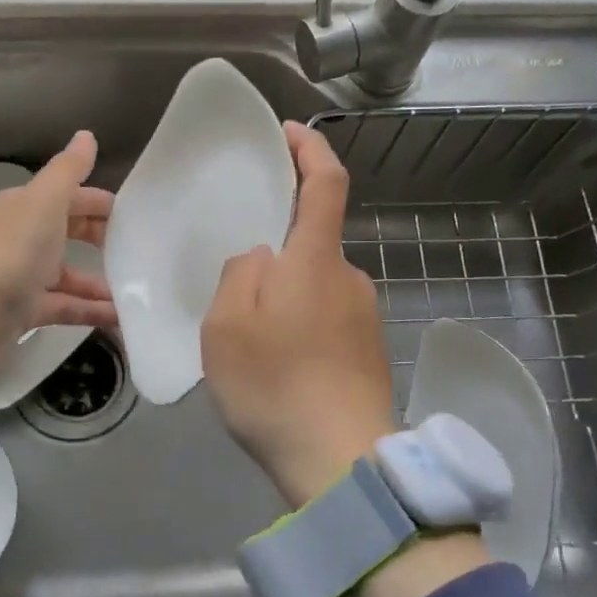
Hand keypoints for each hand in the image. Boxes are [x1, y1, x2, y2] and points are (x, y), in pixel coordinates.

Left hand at [0, 131, 116, 371]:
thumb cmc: (12, 253)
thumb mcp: (45, 202)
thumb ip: (69, 170)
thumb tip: (87, 135)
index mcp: (23, 208)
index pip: (67, 197)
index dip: (99, 202)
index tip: (134, 216)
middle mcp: (21, 238)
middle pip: (69, 233)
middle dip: (102, 239)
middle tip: (139, 250)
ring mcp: (23, 276)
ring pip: (70, 274)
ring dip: (102, 281)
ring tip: (139, 290)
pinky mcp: (26, 311)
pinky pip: (67, 306)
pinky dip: (92, 310)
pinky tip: (122, 317)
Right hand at [201, 121, 397, 507]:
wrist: (343, 464)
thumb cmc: (276, 386)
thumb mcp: (228, 326)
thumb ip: (241, 274)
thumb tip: (262, 258)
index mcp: (316, 260)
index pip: (326, 183)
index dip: (309, 150)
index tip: (287, 132)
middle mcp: (349, 277)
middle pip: (313, 241)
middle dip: (277, 249)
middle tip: (235, 287)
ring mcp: (365, 316)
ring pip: (315, 285)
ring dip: (284, 296)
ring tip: (249, 338)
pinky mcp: (369, 350)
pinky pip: (326, 318)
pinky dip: (300, 325)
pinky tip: (277, 365)